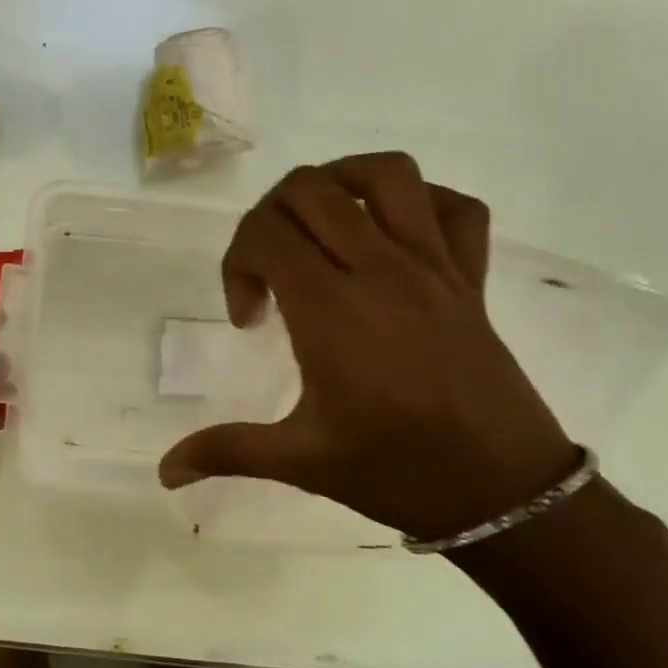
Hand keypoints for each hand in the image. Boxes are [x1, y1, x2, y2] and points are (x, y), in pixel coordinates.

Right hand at [158, 152, 578, 540]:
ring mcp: (433, 266)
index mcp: (331, 309)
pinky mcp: (471, 278)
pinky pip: (455, 207)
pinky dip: (421, 202)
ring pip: (386, 175)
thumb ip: (227, 452)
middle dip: (271, 216)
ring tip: (320, 225)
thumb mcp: (302, 462)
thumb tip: (162, 472)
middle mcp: (380, 270)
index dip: (237, 264)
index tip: (248, 319)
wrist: (505, 492)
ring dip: (340, 182)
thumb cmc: (397, 472)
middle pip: (310, 189)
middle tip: (270, 269)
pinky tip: (393, 236)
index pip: (266, 233)